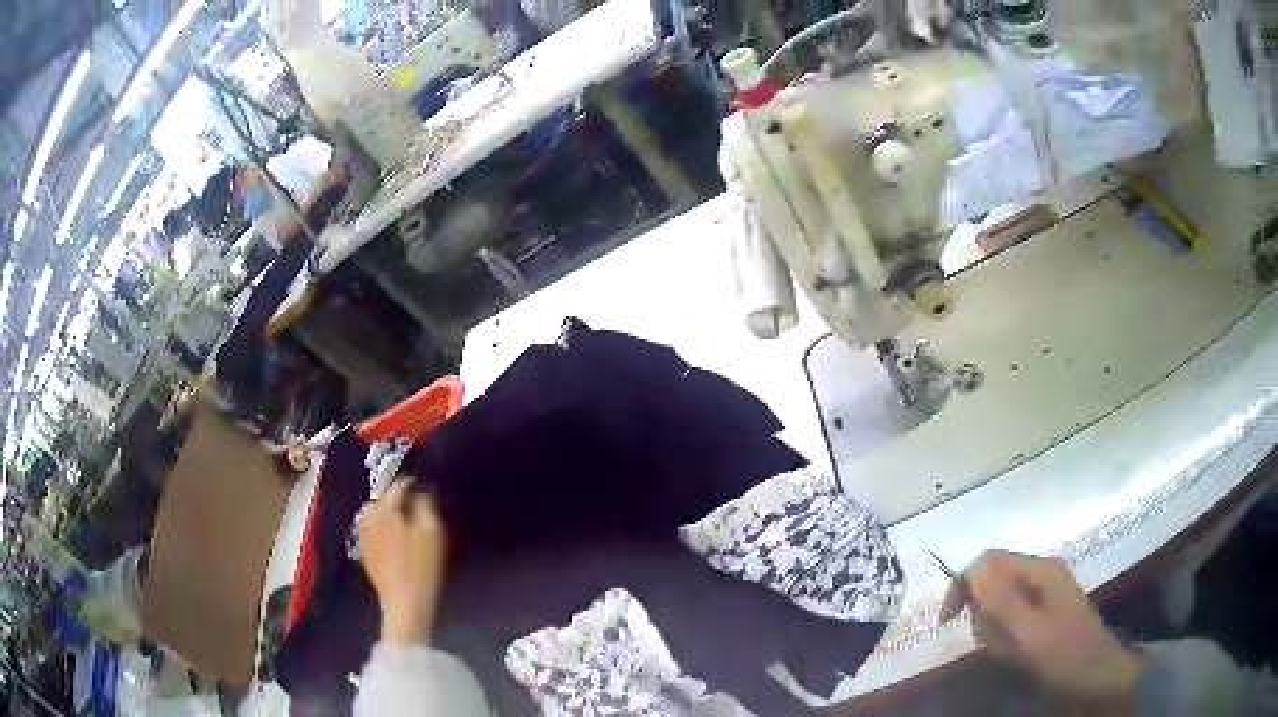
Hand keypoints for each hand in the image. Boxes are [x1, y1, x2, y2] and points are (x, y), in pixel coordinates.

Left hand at [358, 481, 446, 645]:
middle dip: (392, 495)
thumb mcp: (432, 532)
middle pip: (379, 499)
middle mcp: (371, 520)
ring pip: (369, 514)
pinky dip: (374, 524)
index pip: (397, 488)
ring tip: (394, 513)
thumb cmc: (422, 566)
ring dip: (380, 509)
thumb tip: (421, 492)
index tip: (419, 482)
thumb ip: (426, 506)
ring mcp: (365, 538)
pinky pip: (366, 530)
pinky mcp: (365, 554)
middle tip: (408, 499)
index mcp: (387, 512)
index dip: (408, 483)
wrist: (405, 601)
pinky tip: (383, 531)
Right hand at [939, 550, 1142, 701]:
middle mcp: (1041, 572)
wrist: (1098, 673)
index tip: (948, 622)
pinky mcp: (1044, 609)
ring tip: (1009, 652)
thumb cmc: (1065, 653)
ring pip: (999, 601)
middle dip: (983, 614)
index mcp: (1039, 569)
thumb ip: (1002, 602)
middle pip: (992, 580)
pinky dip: (1005, 636)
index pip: (988, 560)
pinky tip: (1016, 652)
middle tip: (994, 644)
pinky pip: (1011, 616)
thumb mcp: (1030, 633)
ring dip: (994, 629)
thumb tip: (972, 570)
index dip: (963, 585)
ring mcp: (1044, 590)